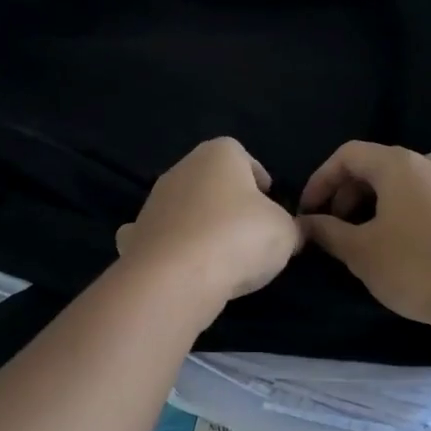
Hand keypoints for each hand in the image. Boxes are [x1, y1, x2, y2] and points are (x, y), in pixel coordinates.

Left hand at [117, 138, 302, 304]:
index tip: (268, 204)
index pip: (242, 155)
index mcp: (219, 154)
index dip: (258, 179)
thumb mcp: (286, 233)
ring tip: (220, 256)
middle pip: (211, 181)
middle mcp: (182, 168)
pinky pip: (159, 236)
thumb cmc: (239, 237)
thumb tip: (293, 232)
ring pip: (185, 208)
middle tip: (249, 232)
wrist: (175, 276)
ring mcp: (154, 201)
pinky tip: (180, 267)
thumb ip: (292, 227)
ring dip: (200, 225)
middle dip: (228, 202)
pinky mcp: (136, 234)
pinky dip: (168, 247)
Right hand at [298, 142, 430, 332]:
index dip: (322, 180)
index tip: (310, 212)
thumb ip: (328, 232)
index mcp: (397, 166)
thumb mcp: (360, 253)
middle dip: (353, 192)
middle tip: (340, 227)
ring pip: (423, 175)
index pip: (348, 155)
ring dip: (396, 194)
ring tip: (384, 225)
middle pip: (383, 164)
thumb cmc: (415, 269)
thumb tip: (306, 222)